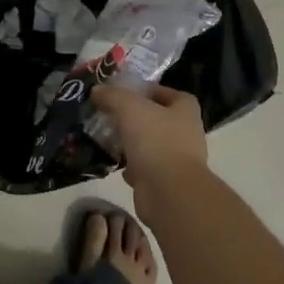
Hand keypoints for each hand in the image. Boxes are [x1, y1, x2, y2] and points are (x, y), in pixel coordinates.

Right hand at [91, 83, 208, 222]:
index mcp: (185, 111)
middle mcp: (186, 134)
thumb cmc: (155, 140)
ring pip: (151, 145)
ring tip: (109, 138)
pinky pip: (146, 169)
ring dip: (132, 143)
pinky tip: (117, 165)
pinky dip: (132, 167)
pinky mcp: (166, 182)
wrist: (169, 192)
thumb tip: (97, 90)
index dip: (150, 91)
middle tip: (112, 115)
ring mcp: (177, 160)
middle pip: (158, 119)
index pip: (170, 94)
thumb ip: (112, 95)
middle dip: (136, 118)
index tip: (127, 93)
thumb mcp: (129, 107)